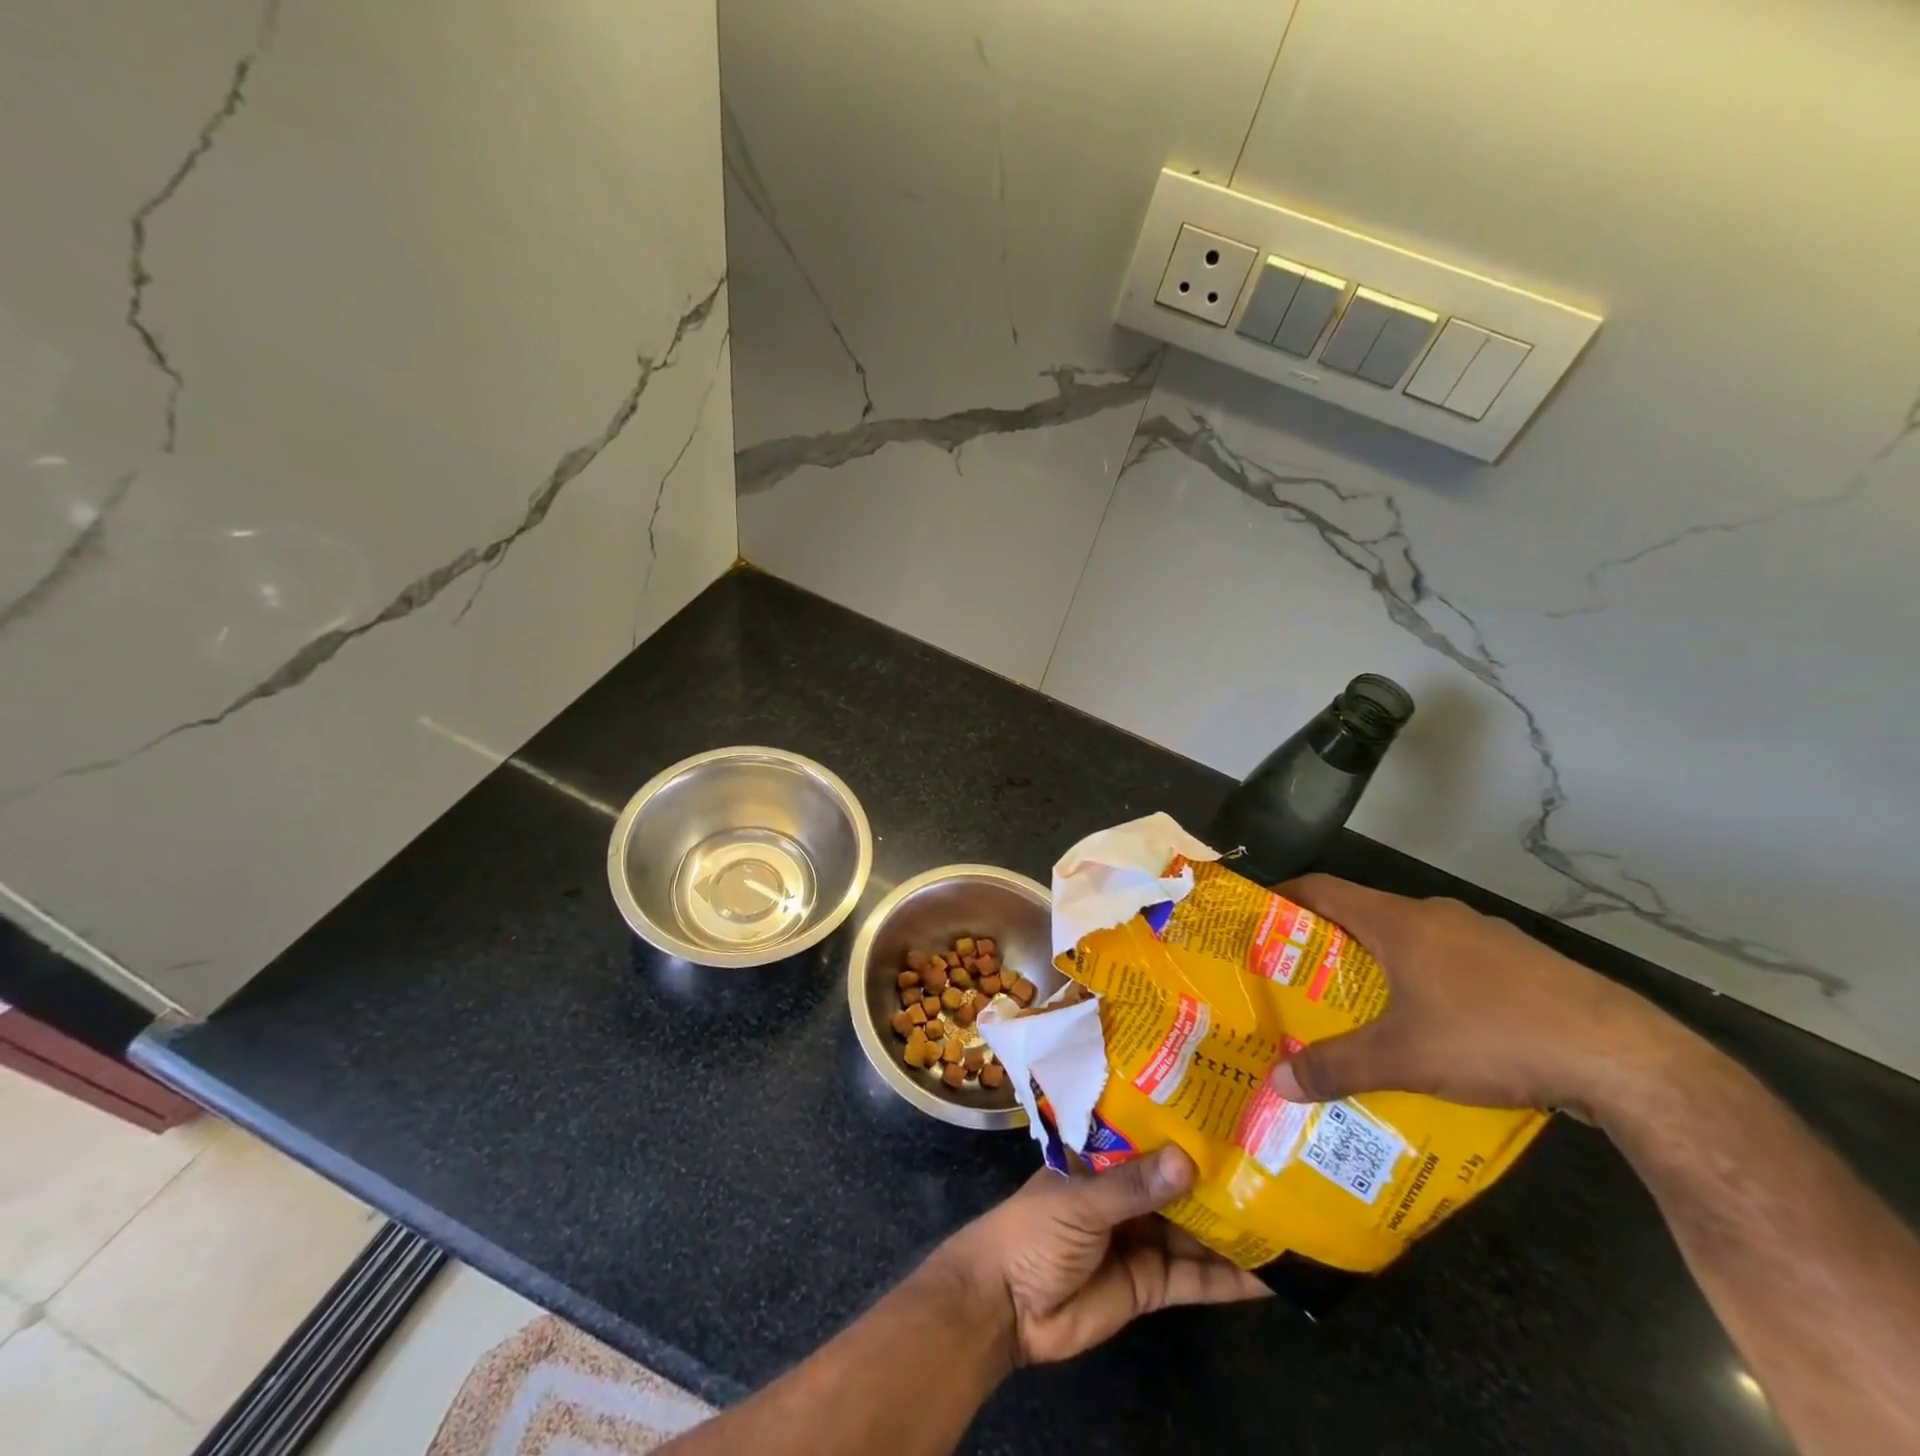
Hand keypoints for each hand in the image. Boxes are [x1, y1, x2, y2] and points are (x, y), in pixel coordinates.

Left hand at [926, 1146, 1268, 1366]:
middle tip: (1278, 1164)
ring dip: (1235, 1227)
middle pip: (1182, 1183)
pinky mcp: (1153, 1283)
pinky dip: (1231, 1279)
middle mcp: (1129, 1192)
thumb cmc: (1035, 1231)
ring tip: (1288, 1215)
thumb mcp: (1081, 1200)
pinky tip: (1272, 1275)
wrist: (1007, 1306)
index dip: (1189, 1125)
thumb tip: (1189, 1161)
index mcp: (1106, 1158)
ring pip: (1198, 1229)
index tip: (1235, 1111)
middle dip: (1222, 1177)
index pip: (1152, 1134)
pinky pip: (1198, 1278)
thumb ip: (1133, 1186)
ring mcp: (1144, 1237)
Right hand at [1266, 875, 1693, 1118]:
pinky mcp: (1525, 965)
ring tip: (1364, 1006)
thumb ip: (1335, 1067)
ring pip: (1414, 940)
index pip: (1323, 889)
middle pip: (1365, 914)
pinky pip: (1456, 962)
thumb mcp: (1403, 1059)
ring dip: (1383, 964)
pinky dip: (1430, 982)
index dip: (1286, 896)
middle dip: (1330, 942)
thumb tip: (1275, 1084)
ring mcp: (1486, 936)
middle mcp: (1437, 915)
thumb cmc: (1491, 1036)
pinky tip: (1438, 1029)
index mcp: (1397, 921)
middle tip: (1302, 976)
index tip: (1260, 915)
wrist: (1626, 1058)